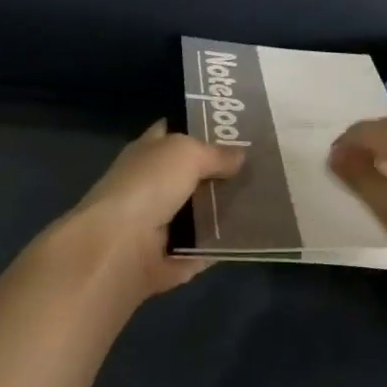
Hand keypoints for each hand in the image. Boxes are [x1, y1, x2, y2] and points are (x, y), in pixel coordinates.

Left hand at [36, 121, 244, 306]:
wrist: (118, 250)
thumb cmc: (147, 188)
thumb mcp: (187, 153)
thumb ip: (216, 153)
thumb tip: (241, 156)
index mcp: (147, 154)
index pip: (174, 132)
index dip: (202, 128)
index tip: (238, 130)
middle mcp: (151, 186)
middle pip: (193, 175)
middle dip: (224, 172)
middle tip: (263, 166)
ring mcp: (159, 225)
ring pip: (201, 213)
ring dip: (228, 210)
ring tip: (268, 201)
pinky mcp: (170, 258)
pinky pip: (205, 249)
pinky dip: (224, 245)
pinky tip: (253, 234)